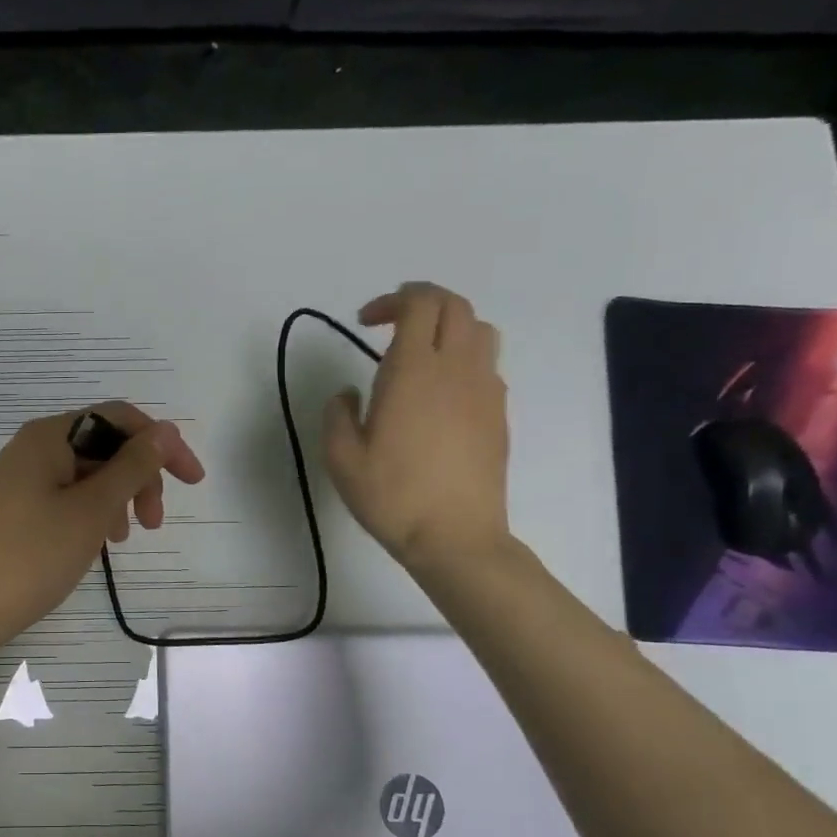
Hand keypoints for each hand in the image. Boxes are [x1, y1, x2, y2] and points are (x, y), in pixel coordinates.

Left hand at [0, 402, 205, 657]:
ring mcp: (21, 480)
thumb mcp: (91, 509)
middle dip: (138, 477)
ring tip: (123, 538)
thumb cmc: (30, 555)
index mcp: (49, 435)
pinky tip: (97, 543)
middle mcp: (33, 448)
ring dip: (117, 499)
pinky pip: (66, 498)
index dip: (161, 444)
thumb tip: (164, 431)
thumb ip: (132, 467)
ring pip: (86, 475)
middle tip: (153, 523)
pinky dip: (91, 514)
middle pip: (103, 445)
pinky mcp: (15, 510)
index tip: (192, 482)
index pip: (119, 418)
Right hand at [323, 283, 510, 571]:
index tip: (364, 322)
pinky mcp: (498, 412)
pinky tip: (439, 391)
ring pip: (479, 328)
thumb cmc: (392, 496)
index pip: (419, 303)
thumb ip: (337, 414)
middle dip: (420, 301)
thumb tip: (349, 393)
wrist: (455, 537)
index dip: (391, 300)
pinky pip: (486, 363)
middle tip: (388, 325)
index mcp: (414, 371)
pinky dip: (463, 357)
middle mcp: (456, 368)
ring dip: (447, 325)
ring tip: (419, 351)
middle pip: (454, 304)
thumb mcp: (340, 458)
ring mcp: (484, 389)